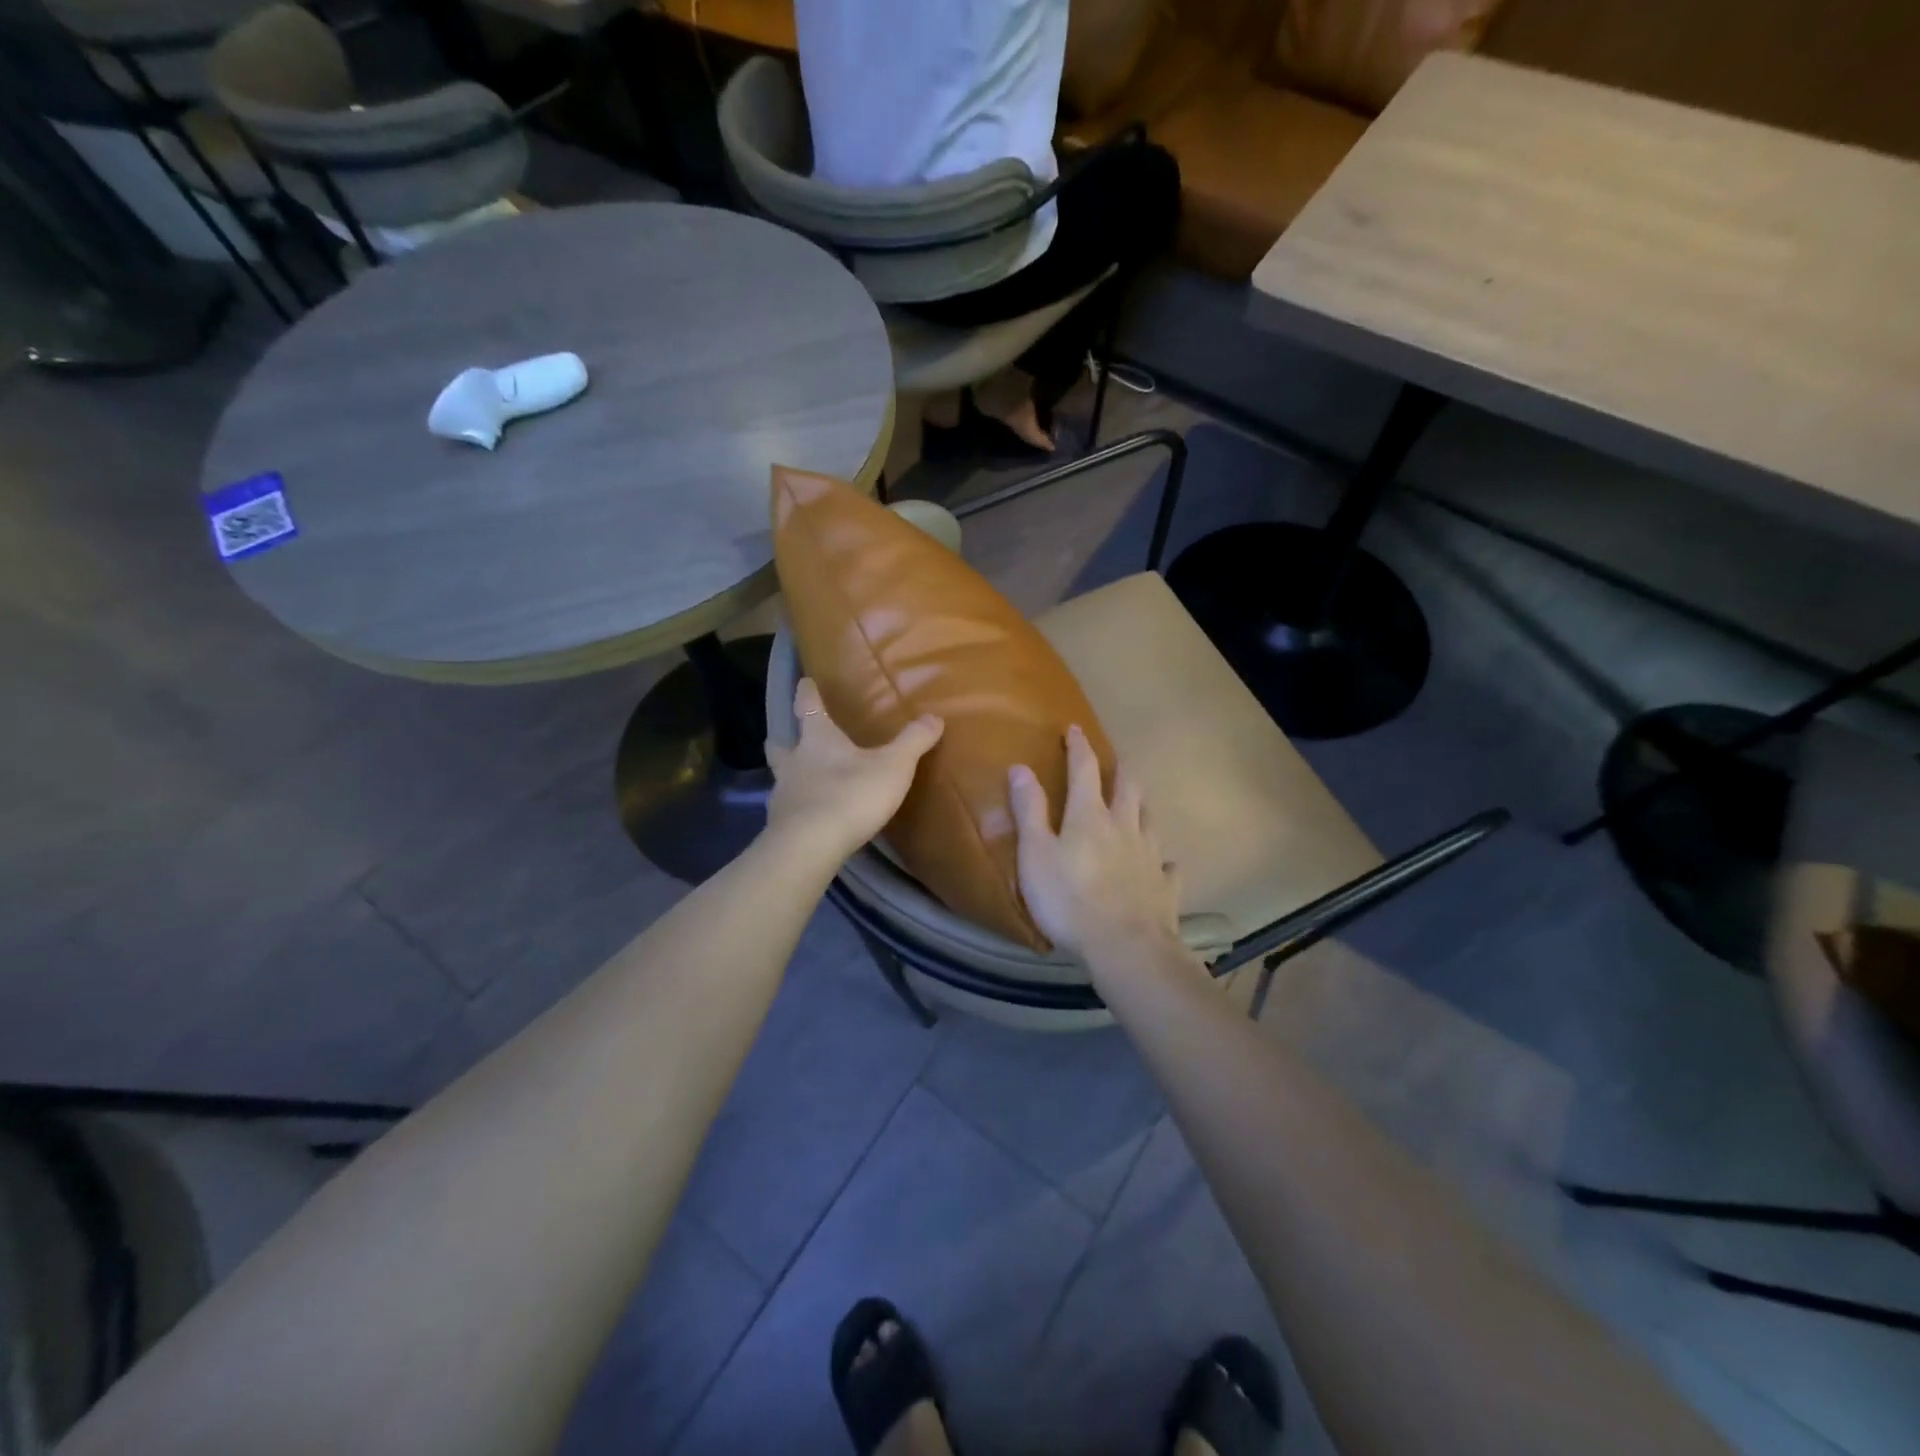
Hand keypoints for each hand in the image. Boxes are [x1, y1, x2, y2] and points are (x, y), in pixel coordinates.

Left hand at [765, 679, 942, 861]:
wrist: (811, 845)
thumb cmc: (852, 794)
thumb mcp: (893, 766)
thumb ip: (913, 742)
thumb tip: (935, 717)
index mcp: (818, 740)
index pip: (808, 707)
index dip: (806, 693)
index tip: (803, 682)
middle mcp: (794, 763)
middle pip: (779, 746)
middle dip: (781, 741)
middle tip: (784, 739)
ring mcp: (783, 795)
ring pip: (780, 778)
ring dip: (787, 777)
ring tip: (799, 783)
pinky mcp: (780, 826)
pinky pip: (787, 811)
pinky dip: (795, 811)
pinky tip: (807, 819)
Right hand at [1008, 725, 1180, 962]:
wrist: (1125, 947)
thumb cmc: (1069, 899)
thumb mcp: (1035, 854)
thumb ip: (1029, 810)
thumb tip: (1021, 767)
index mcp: (1090, 815)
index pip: (1085, 769)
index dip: (1079, 747)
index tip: (1074, 729)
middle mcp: (1125, 826)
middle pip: (1127, 787)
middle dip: (1119, 770)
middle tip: (1114, 763)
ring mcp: (1150, 855)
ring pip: (1149, 819)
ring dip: (1142, 805)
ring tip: (1137, 802)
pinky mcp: (1165, 886)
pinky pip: (1168, 866)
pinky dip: (1163, 860)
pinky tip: (1163, 863)